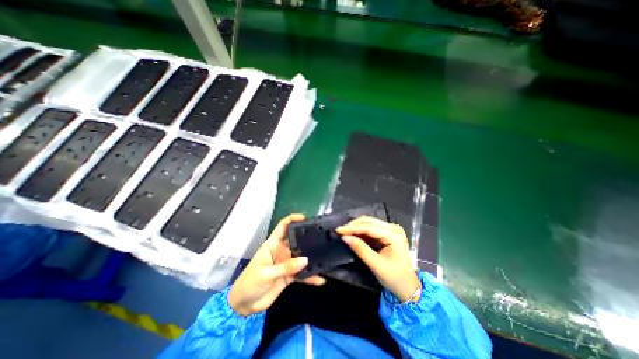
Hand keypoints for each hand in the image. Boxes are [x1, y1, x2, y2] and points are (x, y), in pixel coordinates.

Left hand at [228, 214, 325, 315]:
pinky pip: (302, 274)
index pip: (283, 226)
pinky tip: (320, 279)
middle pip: (296, 240)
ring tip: (325, 256)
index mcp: (273, 244)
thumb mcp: (266, 273)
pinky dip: (310, 276)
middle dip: (307, 237)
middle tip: (322, 236)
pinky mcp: (290, 275)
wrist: (245, 305)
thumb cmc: (250, 283)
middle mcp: (282, 251)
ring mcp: (287, 263)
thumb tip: (305, 259)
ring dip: (311, 258)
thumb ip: (286, 267)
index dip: (292, 219)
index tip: (305, 217)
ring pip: (302, 257)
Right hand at [337, 217, 422, 302]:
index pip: (369, 227)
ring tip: (344, 232)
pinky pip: (371, 228)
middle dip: (353, 225)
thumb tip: (345, 237)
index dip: (352, 227)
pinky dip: (361, 231)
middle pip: (369, 221)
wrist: (408, 286)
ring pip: (369, 223)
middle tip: (340, 231)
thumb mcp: (376, 265)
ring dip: (356, 227)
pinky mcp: (387, 233)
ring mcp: (391, 229)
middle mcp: (393, 228)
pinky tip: (353, 234)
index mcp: (394, 235)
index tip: (338, 229)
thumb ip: (360, 249)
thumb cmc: (394, 278)